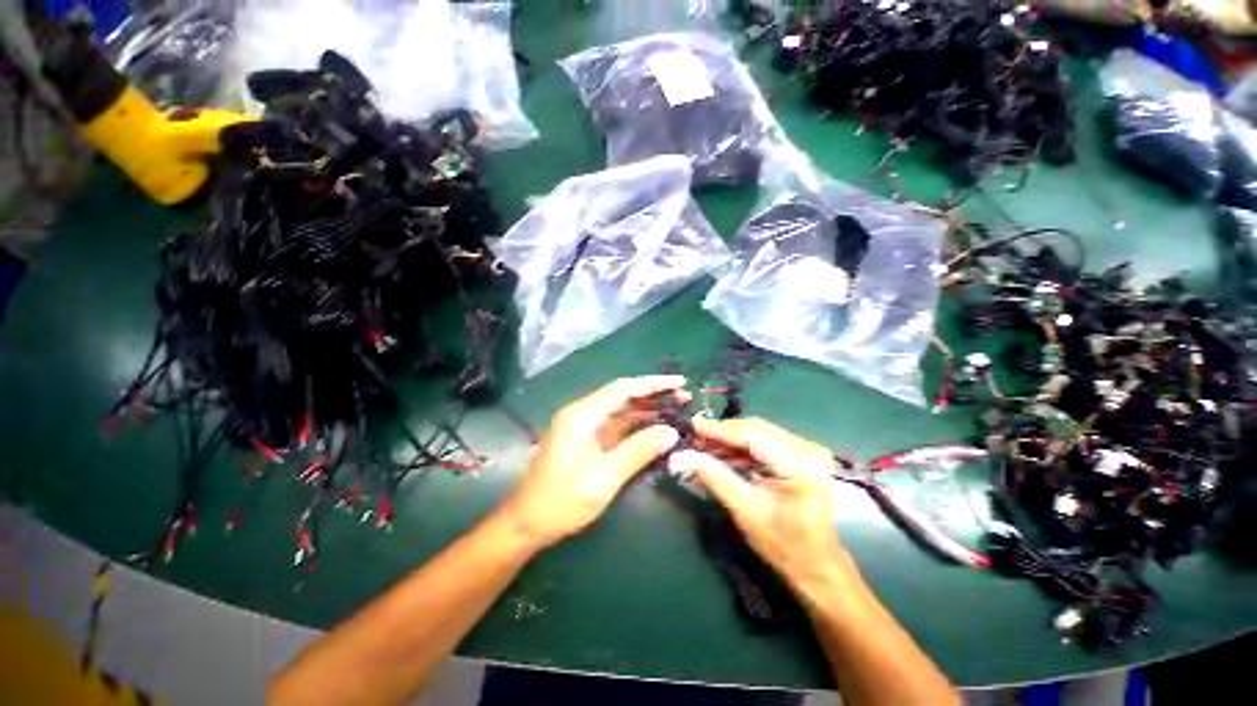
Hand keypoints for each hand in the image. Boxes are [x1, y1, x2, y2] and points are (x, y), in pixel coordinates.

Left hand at [499, 376, 685, 547]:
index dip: (652, 384)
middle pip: (622, 396)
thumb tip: (671, 432)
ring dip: (647, 409)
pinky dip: (637, 425)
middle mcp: (582, 414)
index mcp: (582, 415)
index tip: (678, 383)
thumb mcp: (604, 477)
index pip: (622, 389)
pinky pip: (616, 426)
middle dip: (653, 395)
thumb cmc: (562, 500)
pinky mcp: (587, 441)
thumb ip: (638, 451)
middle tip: (684, 398)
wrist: (528, 523)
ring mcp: (584, 427)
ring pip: (621, 410)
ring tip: (676, 410)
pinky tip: (656, 428)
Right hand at [669, 418, 846, 587]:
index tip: (691, 426)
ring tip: (702, 447)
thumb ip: (716, 478)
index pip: (752, 435)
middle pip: (755, 429)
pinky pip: (764, 443)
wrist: (817, 566)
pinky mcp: (800, 456)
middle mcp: (807, 449)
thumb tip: (684, 456)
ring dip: (729, 441)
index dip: (719, 429)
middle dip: (722, 434)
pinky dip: (741, 449)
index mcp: (801, 463)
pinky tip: (720, 454)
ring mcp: (806, 450)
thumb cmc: (785, 546)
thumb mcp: (746, 511)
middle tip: (694, 438)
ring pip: (758, 434)